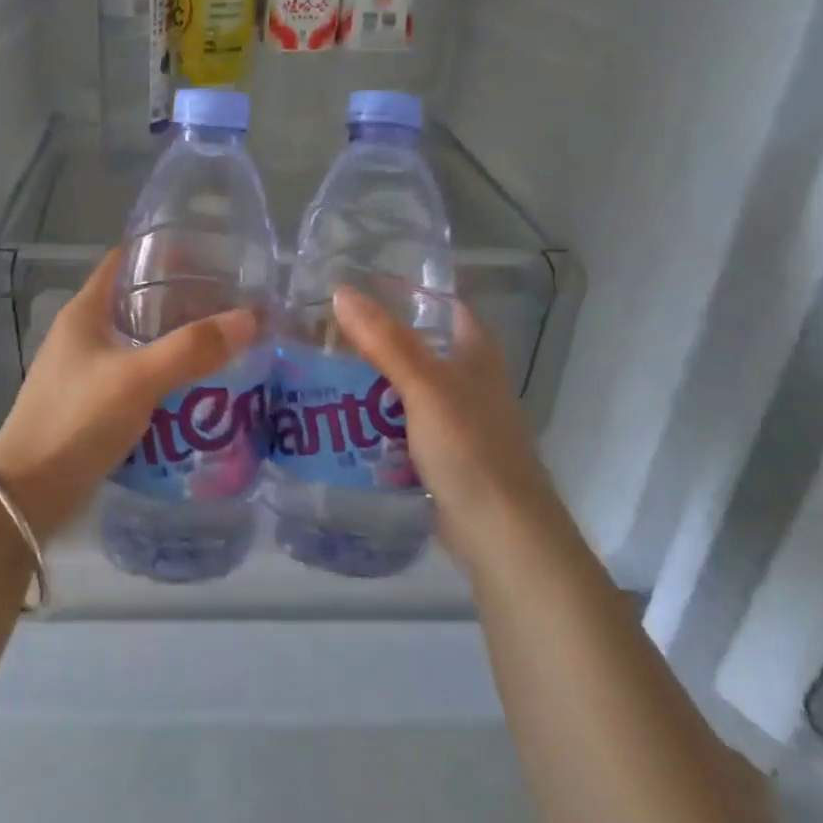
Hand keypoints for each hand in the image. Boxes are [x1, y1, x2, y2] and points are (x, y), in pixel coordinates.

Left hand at [0, 250, 257, 537]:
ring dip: (176, 341)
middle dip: (181, 301)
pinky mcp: (93, 404)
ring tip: (223, 341)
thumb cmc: (76, 419)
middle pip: (137, 302)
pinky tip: (198, 386)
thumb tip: (250, 318)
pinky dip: (166, 376)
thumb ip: (191, 348)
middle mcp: (83, 334)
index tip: (208, 254)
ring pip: (140, 342)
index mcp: (85, 312)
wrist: (28, 493)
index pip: (123, 262)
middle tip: (229, 302)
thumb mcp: (138, 378)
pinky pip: (138, 378)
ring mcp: (86, 371)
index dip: (161, 251)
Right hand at [331, 285, 559, 570]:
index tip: (354, 287)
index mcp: (476, 353)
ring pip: (405, 387)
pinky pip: (401, 424)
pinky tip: (341, 420)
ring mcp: (456, 419)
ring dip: (369, 381)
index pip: (440, 305)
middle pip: (416, 346)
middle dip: (373, 340)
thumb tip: (340, 291)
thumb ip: (385, 341)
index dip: (403, 293)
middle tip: (322, 333)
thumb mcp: (425, 388)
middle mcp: (469, 380)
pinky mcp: (442, 454)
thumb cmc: (471, 449)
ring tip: (320, 371)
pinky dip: (375, 419)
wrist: (503, 535)